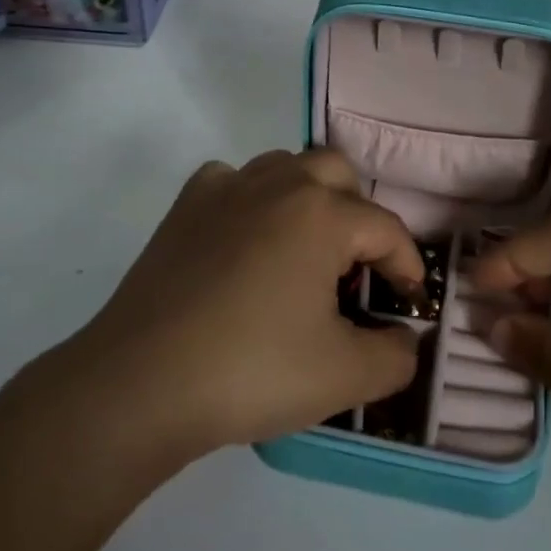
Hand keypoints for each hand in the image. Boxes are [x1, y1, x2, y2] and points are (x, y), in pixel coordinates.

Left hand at [69, 150, 424, 460]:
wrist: (141, 383)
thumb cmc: (252, 371)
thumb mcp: (345, 376)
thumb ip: (396, 355)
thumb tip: (405, 337)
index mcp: (322, 214)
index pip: (385, 228)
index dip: (406, 265)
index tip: (408, 302)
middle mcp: (277, 183)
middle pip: (338, 173)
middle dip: (359, 215)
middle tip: (355, 270)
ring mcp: (225, 188)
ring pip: (285, 167)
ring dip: (308, 199)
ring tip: (305, 252)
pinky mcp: (185, 207)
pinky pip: (233, 181)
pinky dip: (252, 199)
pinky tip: (246, 239)